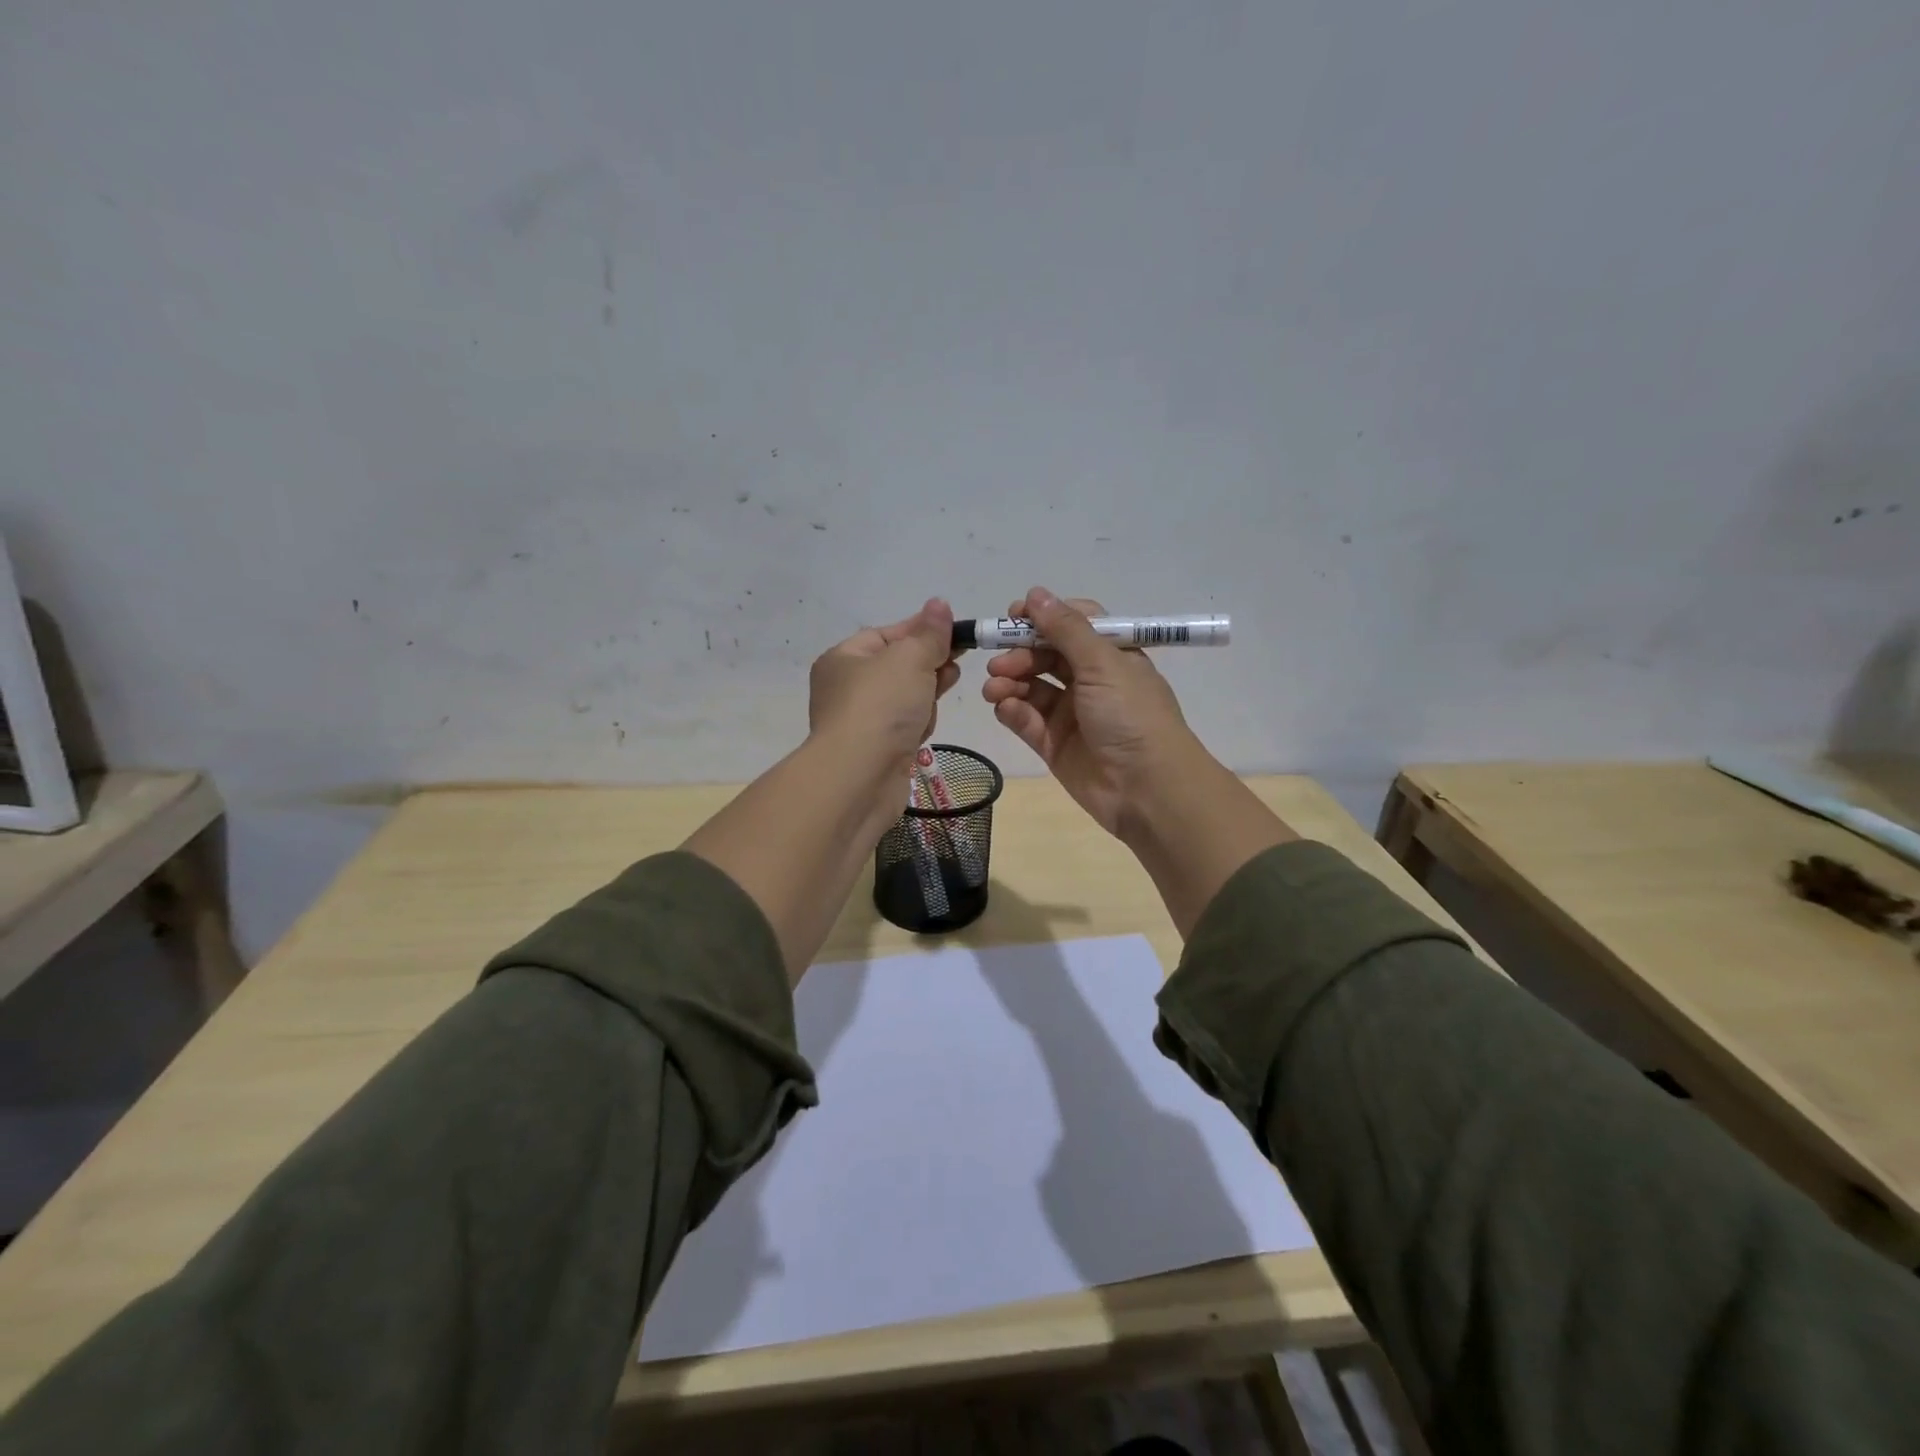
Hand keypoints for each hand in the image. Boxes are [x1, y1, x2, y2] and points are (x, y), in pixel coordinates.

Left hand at [809, 598, 961, 775]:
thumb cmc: (881, 706)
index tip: (957, 633)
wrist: (860, 777)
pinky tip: (924, 729)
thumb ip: (929, 634)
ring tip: (938, 696)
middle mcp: (846, 688)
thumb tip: (939, 604)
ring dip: (925, 696)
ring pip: (905, 698)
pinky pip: (905, 727)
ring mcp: (861, 722)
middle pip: (898, 667)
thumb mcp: (910, 658)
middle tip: (955, 664)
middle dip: (929, 664)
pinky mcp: (876, 750)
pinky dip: (918, 724)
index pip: (887, 634)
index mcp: (844, 659)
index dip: (922, 630)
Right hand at [980, 587, 1194, 835]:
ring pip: (1032, 687)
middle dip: (1020, 654)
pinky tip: (1005, 708)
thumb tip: (1035, 593)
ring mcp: (1072, 714)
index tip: (1014, 616)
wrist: (1147, 790)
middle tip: (998, 662)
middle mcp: (1091, 680)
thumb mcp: (1102, 663)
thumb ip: (1066, 628)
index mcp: (1111, 655)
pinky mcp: (1055, 744)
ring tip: (994, 689)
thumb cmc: (1131, 716)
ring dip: (1010, 682)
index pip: (1074, 624)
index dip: (1044, 618)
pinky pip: (1027, 720)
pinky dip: (1013, 710)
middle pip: (1046, 655)